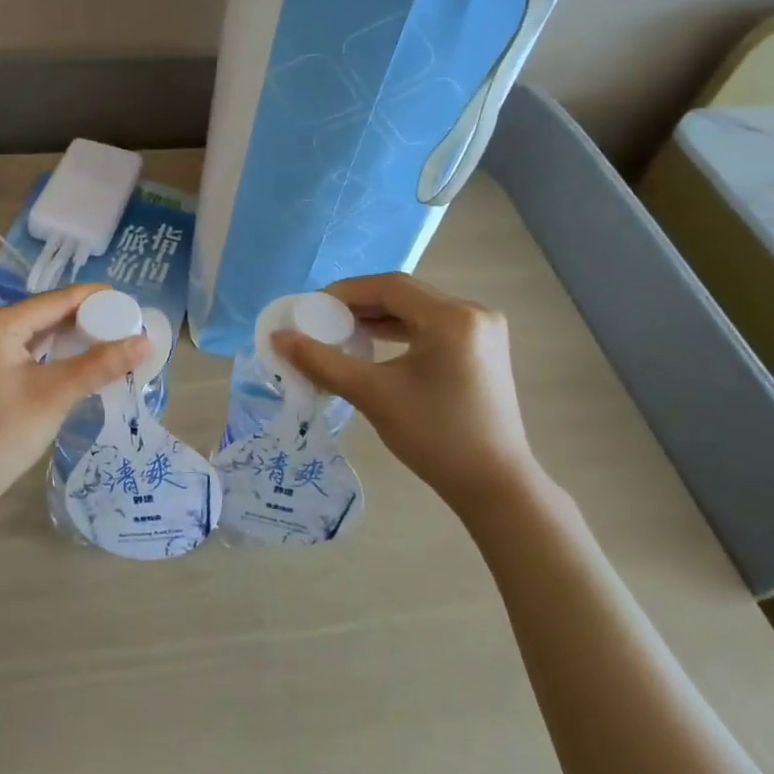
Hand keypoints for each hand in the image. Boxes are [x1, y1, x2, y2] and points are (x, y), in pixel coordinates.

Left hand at [0, 284, 150, 498]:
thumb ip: (100, 364)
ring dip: (68, 334)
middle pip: (44, 312)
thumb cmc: (4, 432)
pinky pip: (22, 346)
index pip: (54, 300)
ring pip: (34, 330)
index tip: (129, 301)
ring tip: (109, 336)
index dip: (94, 299)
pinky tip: (77, 353)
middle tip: (124, 323)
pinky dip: (50, 349)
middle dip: (84, 317)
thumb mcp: (55, 395)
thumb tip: (145, 342)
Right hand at [271, 273, 543, 516]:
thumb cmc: (434, 436)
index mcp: (452, 317)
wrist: (494, 486)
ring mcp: (483, 332)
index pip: (389, 287)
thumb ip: (322, 361)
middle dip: (359, 305)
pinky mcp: (482, 350)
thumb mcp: (373, 394)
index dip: (345, 292)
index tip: (311, 308)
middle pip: (404, 295)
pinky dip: (400, 332)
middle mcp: (473, 313)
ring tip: (341, 332)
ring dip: (379, 318)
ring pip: (418, 311)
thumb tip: (278, 337)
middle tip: (321, 321)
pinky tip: (374, 345)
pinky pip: (432, 327)